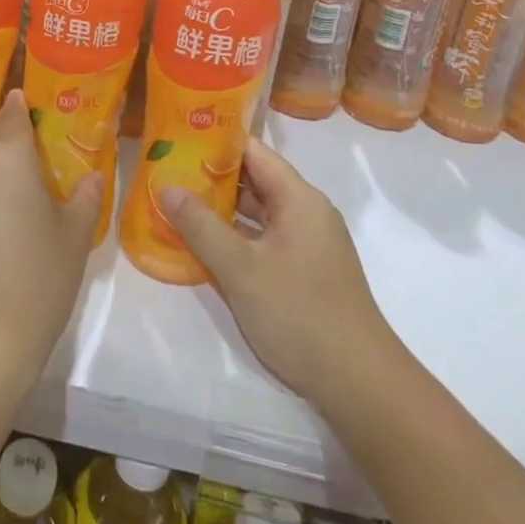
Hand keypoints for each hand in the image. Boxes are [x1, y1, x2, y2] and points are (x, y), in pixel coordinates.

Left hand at [0, 89, 101, 395]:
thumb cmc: (34, 281)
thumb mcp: (73, 238)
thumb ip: (85, 197)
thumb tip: (92, 176)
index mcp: (6, 153)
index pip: (14, 110)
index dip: (28, 107)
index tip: (45, 113)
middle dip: (15, 142)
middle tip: (44, 162)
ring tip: (23, 196)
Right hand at [162, 136, 400, 408]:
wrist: (359, 384)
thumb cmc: (299, 314)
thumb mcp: (240, 269)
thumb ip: (200, 225)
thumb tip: (165, 186)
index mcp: (298, 198)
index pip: (252, 151)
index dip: (214, 142)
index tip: (176, 139)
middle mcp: (306, 211)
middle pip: (254, 179)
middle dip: (210, 176)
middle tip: (166, 172)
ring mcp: (308, 242)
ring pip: (258, 211)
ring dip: (221, 209)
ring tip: (176, 203)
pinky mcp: (305, 269)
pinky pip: (264, 238)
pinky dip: (236, 235)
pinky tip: (204, 244)